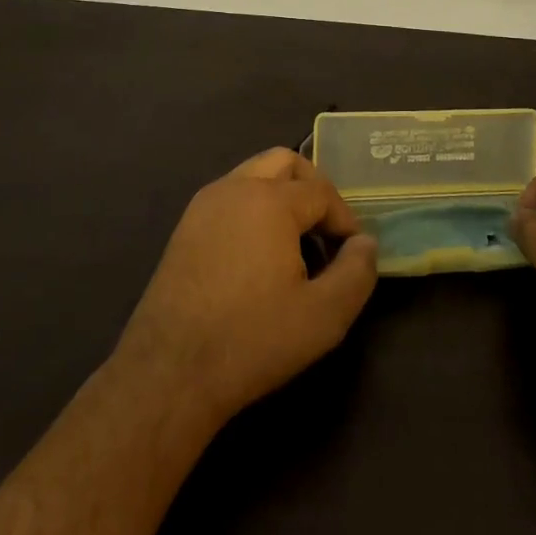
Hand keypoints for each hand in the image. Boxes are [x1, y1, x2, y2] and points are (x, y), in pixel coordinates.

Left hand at [116, 148, 378, 424]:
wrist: (170, 372)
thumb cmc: (252, 339)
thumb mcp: (324, 315)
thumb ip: (357, 272)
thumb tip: (365, 242)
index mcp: (269, 200)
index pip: (322, 192)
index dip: (345, 219)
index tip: (352, 254)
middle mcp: (234, 188)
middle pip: (285, 162)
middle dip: (313, 188)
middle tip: (326, 230)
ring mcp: (204, 205)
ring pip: (254, 175)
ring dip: (282, 195)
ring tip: (296, 243)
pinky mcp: (185, 227)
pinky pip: (230, 197)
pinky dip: (254, 208)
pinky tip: (259, 255)